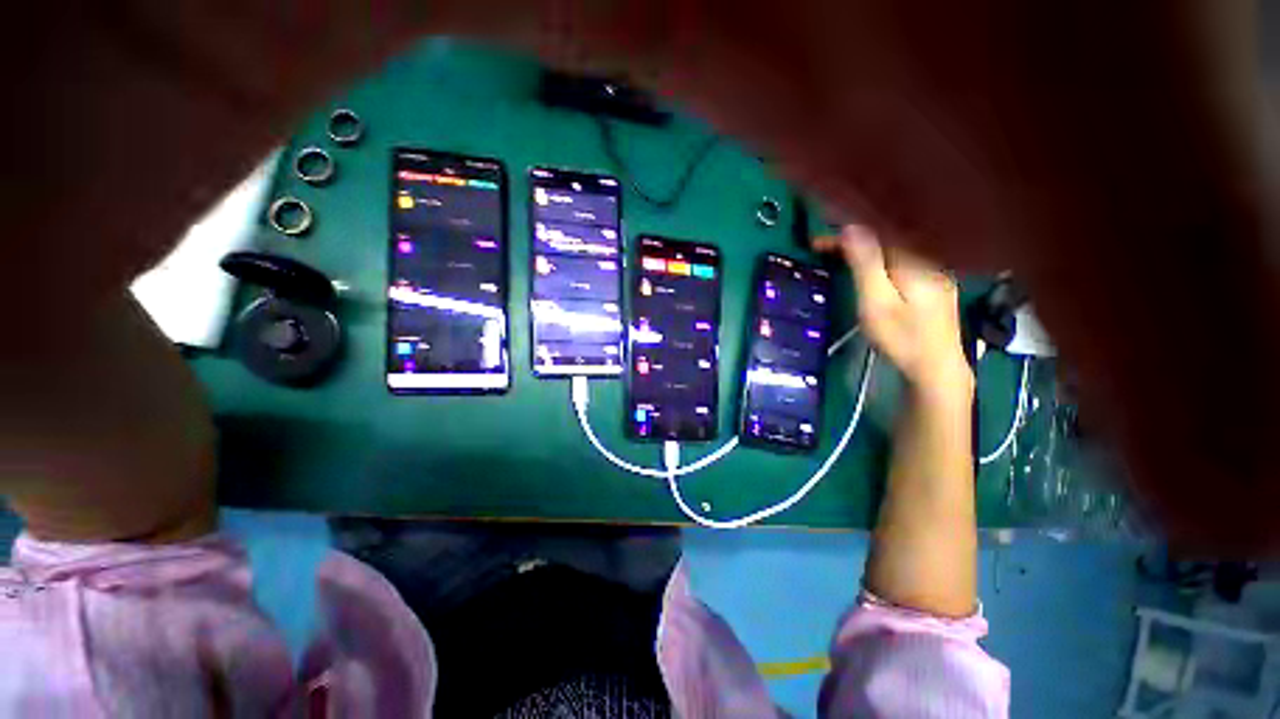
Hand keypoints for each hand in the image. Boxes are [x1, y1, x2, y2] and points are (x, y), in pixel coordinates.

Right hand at [817, 225, 970, 398]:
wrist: (936, 371)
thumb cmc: (901, 338)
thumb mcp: (877, 302)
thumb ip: (866, 264)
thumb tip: (851, 227)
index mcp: (916, 261)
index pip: (878, 234)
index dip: (845, 235)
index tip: (817, 242)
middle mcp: (930, 260)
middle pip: (888, 240)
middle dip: (853, 240)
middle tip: (822, 248)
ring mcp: (935, 273)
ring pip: (895, 251)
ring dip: (865, 249)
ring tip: (838, 255)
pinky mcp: (934, 287)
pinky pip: (902, 262)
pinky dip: (879, 260)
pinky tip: (869, 266)